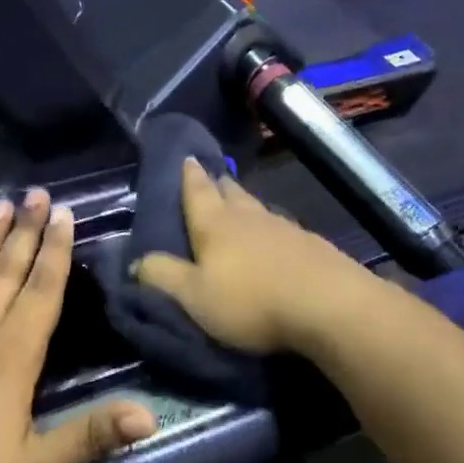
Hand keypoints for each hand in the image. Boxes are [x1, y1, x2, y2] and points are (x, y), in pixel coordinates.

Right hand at [134, 158, 379, 354]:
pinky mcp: (310, 245)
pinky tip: (273, 236)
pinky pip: (280, 227)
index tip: (186, 156)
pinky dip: (269, 227)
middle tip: (210, 177)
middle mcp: (249, 217)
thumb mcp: (194, 297)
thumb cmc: (251, 301)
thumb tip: (136, 262)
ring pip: (257, 207)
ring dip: (244, 203)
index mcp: (215, 225)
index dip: (188, 175)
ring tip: (237, 203)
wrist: (328, 306)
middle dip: (217, 184)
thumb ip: (163, 277)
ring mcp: (284, 228)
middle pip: (230, 193)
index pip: (197, 192)